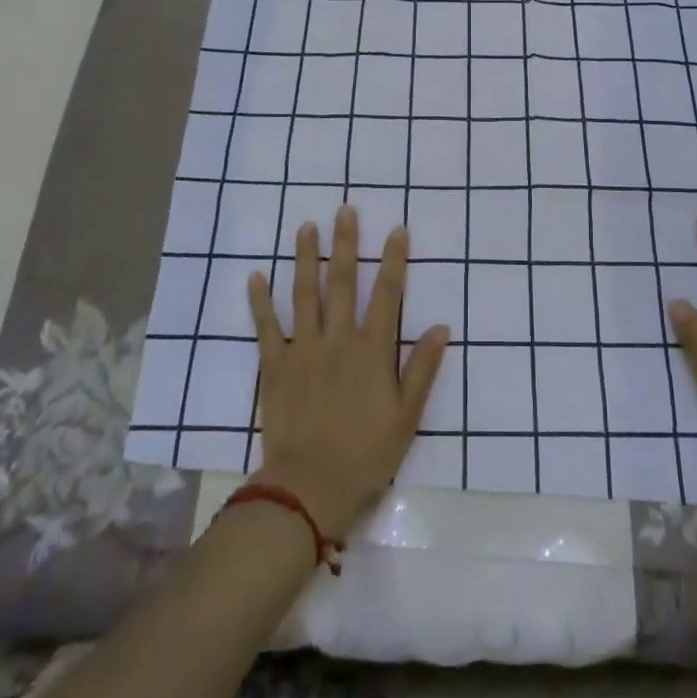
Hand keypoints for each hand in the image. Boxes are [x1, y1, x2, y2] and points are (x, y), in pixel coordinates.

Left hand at [247, 206, 449, 541]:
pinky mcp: (274, 365)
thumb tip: (440, 327)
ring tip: (306, 227)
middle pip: (342, 282)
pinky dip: (260, 300)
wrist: (309, 487)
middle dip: (345, 243)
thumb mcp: (406, 416)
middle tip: (344, 210)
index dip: (393, 260)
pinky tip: (256, 275)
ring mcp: (303, 349)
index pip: (386, 294)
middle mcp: (337, 339)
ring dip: (306, 258)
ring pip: (304, 294)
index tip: (396, 230)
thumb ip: (422, 369)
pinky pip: (266, 326)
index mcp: (372, 350)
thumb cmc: (366, 454)